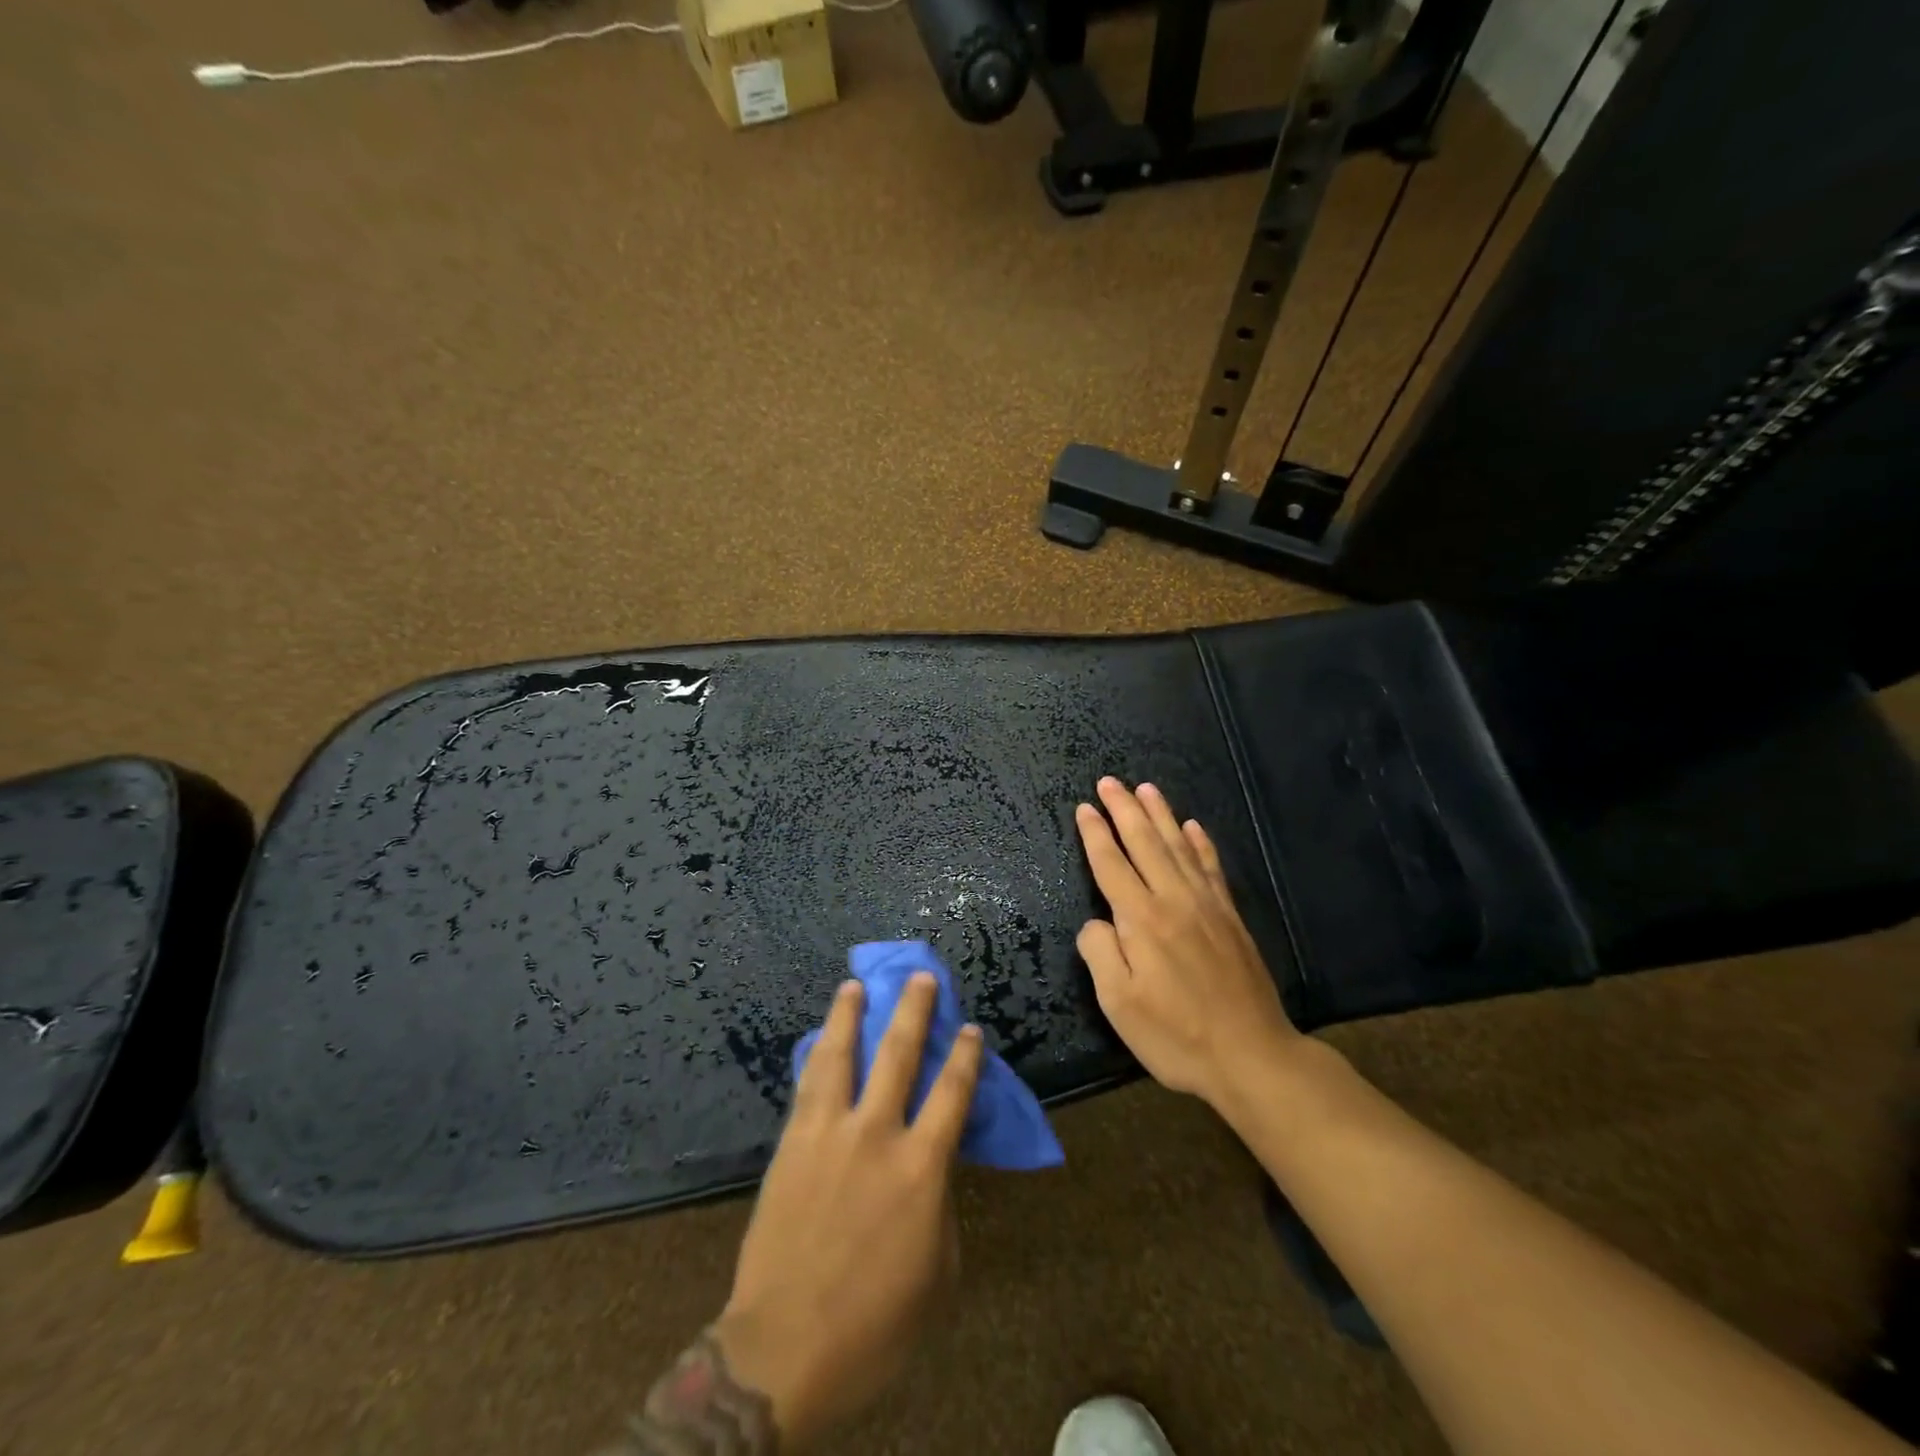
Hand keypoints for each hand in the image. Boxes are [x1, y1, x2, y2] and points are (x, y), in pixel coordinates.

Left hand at [714, 974, 982, 1448]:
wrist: (783, 1350)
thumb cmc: (874, 1325)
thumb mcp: (936, 1274)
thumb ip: (940, 1207)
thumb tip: (934, 1169)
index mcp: (921, 1167)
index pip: (952, 1093)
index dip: (964, 1056)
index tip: (970, 1028)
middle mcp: (876, 1134)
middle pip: (898, 1054)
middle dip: (913, 1010)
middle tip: (920, 977)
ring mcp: (829, 1133)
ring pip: (842, 1056)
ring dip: (850, 1016)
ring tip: (854, 986)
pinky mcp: (792, 1144)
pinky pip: (806, 1086)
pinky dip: (815, 1056)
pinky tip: (817, 1039)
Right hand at [1075, 777, 1299, 1110]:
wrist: (1252, 1056)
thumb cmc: (1176, 1035)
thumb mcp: (1119, 1004)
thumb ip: (1100, 952)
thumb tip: (1098, 922)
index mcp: (1142, 919)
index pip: (1112, 864)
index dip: (1095, 834)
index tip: (1084, 807)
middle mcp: (1174, 900)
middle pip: (1145, 843)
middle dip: (1124, 809)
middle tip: (1109, 781)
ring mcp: (1207, 906)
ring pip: (1178, 846)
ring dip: (1160, 815)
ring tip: (1146, 788)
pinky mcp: (1230, 918)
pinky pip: (1212, 868)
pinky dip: (1200, 843)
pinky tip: (1193, 827)